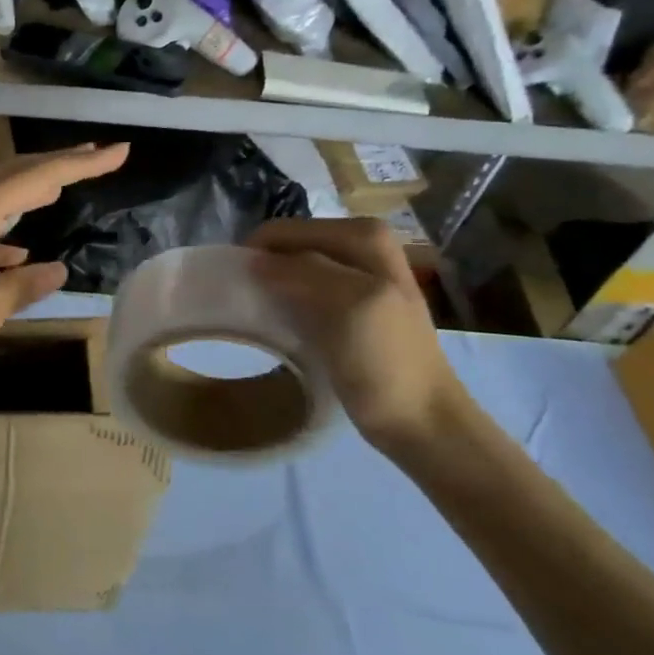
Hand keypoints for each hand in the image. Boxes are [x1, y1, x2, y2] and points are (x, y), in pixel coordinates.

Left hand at [0, 142, 129, 393]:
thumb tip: (57, 270)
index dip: (80, 165)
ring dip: (29, 194)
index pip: (36, 178)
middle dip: (56, 166)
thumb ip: (23, 286)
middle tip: (95, 157)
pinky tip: (18, 253)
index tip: (118, 152)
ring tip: (59, 190)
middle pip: (12, 176)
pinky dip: (4, 236)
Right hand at [246, 217, 478, 456]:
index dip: (256, 254)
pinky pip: (300, 290)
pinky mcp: (348, 305)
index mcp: (364, 235)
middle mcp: (362, 245)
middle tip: (241, 301)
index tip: (232, 287)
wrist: (421, 423)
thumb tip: (252, 259)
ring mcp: (356, 276)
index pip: (284, 231)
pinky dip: (282, 301)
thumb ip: (302, 272)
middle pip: (288, 246)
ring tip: (253, 313)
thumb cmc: (387, 363)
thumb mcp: (350, 305)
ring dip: (268, 285)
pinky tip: (274, 323)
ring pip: (291, 268)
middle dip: (262, 267)